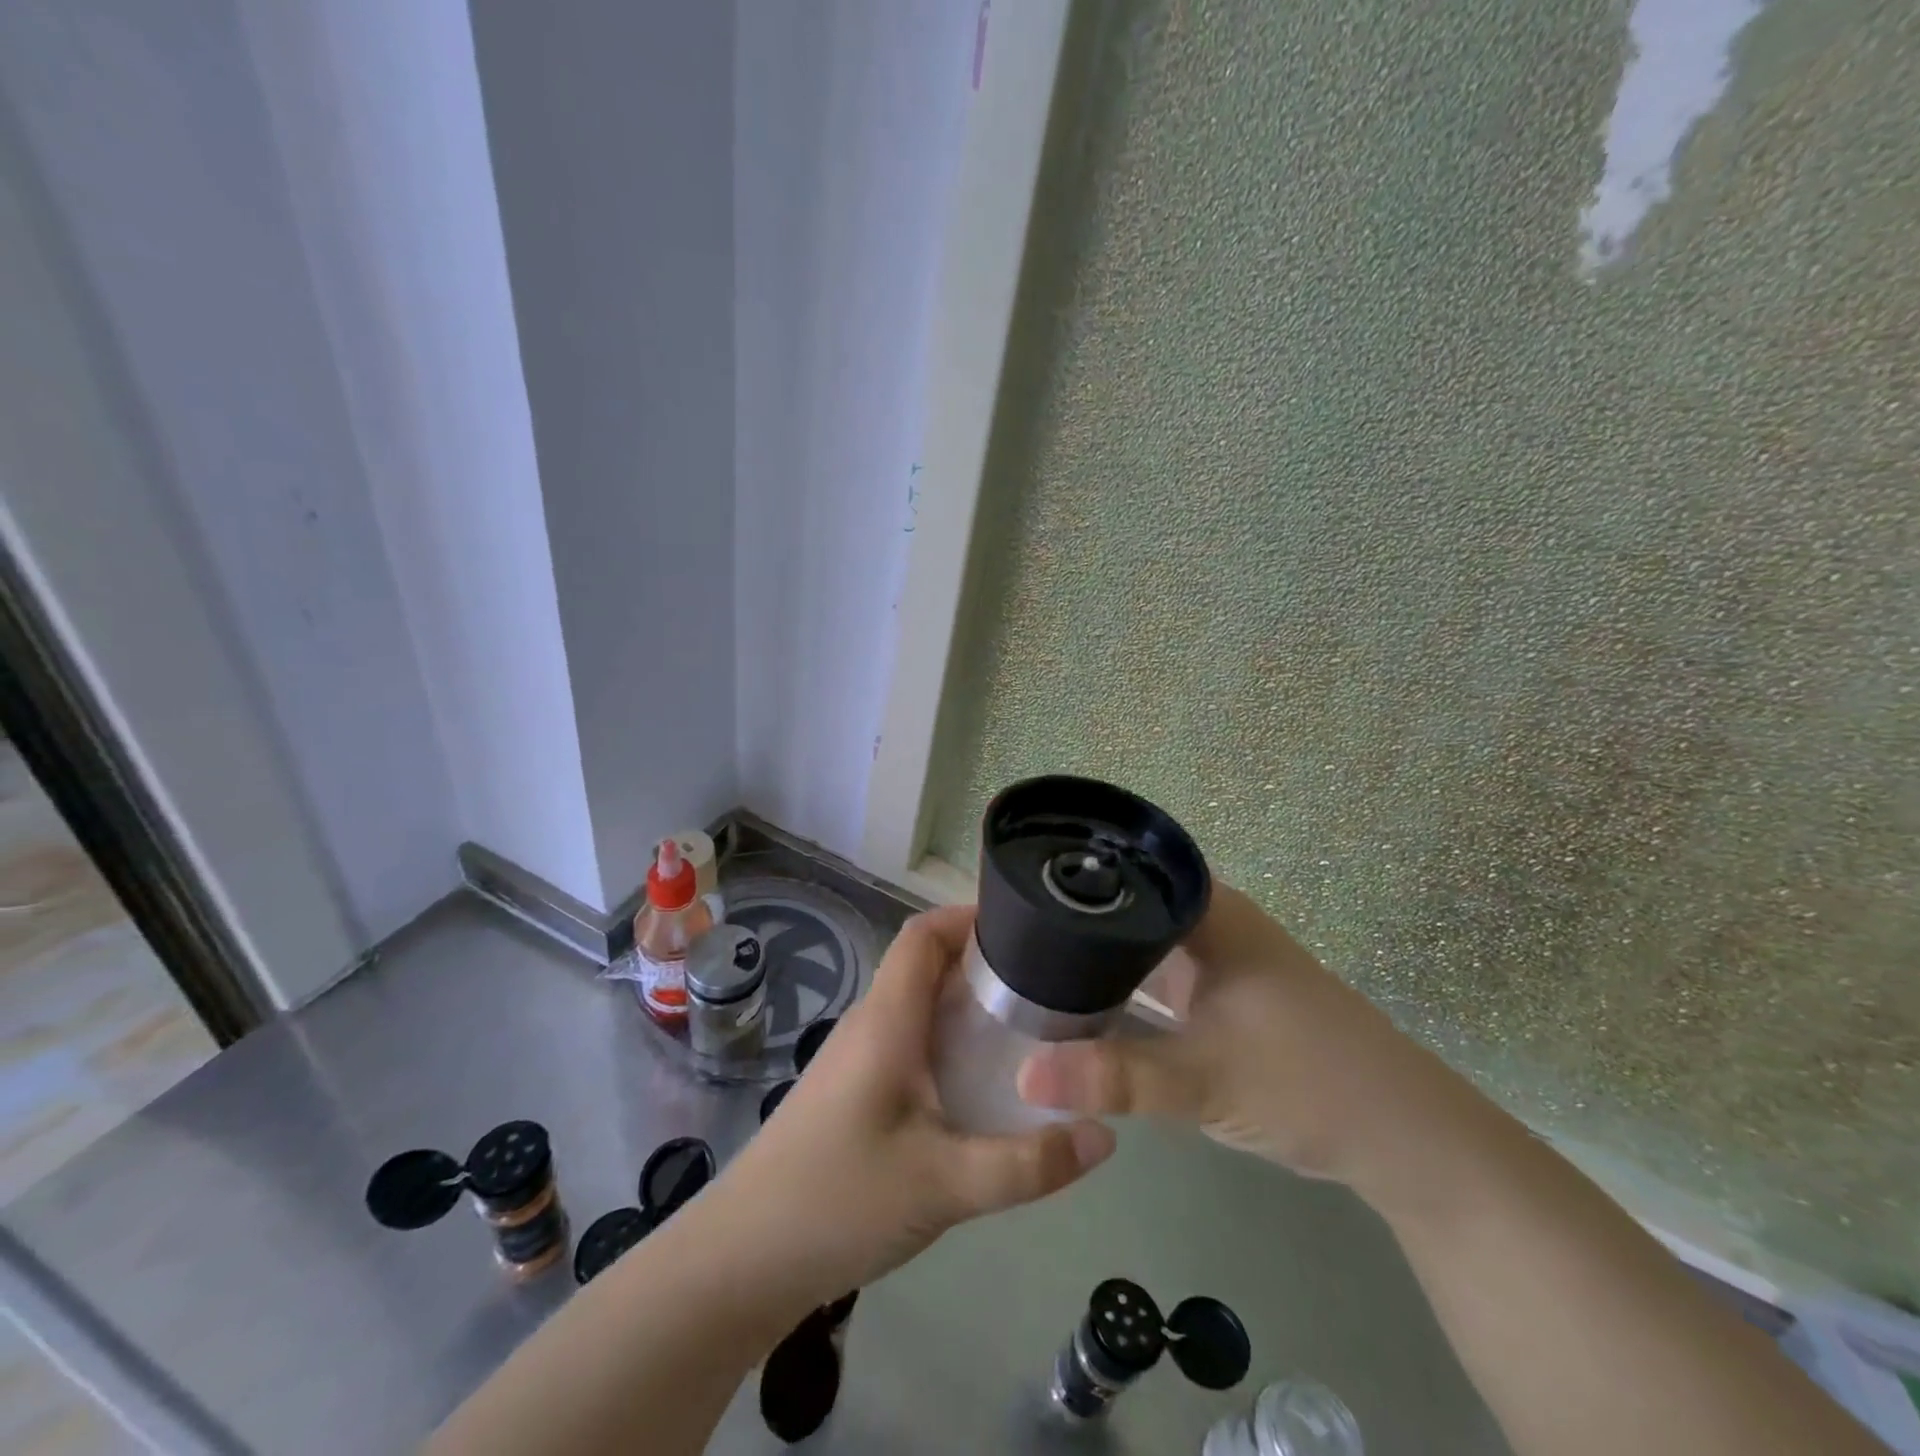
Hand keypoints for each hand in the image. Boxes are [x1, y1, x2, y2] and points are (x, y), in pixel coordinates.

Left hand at [713, 904, 1114, 1304]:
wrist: (744, 1259)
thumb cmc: (839, 1200)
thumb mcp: (945, 1184)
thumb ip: (1027, 1163)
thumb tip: (1106, 1135)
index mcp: (888, 1020)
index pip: (923, 935)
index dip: (968, 916)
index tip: (1025, 927)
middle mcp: (872, 1024)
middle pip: (927, 965)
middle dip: (984, 963)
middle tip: (1047, 982)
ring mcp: (859, 1057)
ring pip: (920, 1006)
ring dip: (968, 1004)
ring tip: (1030, 1026)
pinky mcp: (856, 1090)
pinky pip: (911, 1041)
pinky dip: (950, 1041)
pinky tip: (983, 1083)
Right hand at [1017, 884, 1463, 1193]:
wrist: (1403, 1139)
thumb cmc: (1309, 1082)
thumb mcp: (1203, 1079)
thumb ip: (1114, 1077)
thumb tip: (1022, 1076)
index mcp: (1208, 911)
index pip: (1124, 868)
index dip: (1069, 874)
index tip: (1011, 892)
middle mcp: (1208, 923)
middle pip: (1124, 906)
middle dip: (1068, 920)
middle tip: (1002, 934)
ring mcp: (1215, 961)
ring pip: (1137, 944)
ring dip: (1092, 957)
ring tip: (1022, 963)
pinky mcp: (1219, 998)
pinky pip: (1153, 978)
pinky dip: (1119, 989)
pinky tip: (1077, 1004)